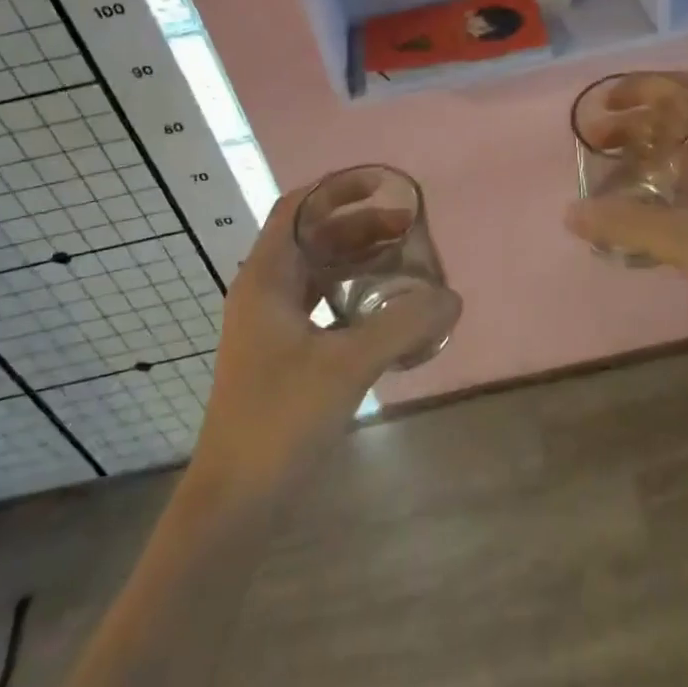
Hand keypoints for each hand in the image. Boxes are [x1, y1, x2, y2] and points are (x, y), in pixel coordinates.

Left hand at [189, 182, 452, 499]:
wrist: (234, 501)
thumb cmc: (280, 419)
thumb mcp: (348, 365)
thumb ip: (403, 325)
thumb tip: (453, 298)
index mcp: (266, 278)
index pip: (298, 208)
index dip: (338, 189)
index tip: (383, 185)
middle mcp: (263, 291)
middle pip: (313, 237)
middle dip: (359, 225)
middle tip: (409, 228)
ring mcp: (270, 323)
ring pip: (318, 271)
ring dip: (357, 258)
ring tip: (404, 260)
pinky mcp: (281, 352)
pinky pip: (321, 303)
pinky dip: (352, 293)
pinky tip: (385, 308)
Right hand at [563, 71, 687, 355]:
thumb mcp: (686, 238)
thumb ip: (626, 222)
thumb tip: (570, 213)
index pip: (683, 88)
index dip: (641, 86)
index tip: (604, 104)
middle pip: (679, 116)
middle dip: (635, 121)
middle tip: (596, 141)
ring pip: (684, 148)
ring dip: (645, 150)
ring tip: (608, 170)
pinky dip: (659, 179)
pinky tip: (636, 204)